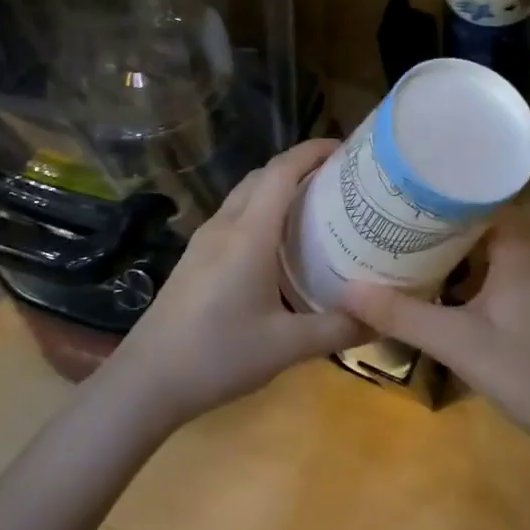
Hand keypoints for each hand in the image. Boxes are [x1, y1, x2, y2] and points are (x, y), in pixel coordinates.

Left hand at [114, 139, 366, 425]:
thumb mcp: (287, 347)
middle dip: (301, 166)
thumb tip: (382, 319)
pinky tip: (279, 244)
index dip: (313, 151)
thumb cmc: (218, 356)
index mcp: (248, 234)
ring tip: (316, 207)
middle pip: (263, 175)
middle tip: (340, 180)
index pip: (282, 171)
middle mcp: (225, 226)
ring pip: (245, 195)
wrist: (146, 381)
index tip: (347, 149)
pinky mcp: (195, 258)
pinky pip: (234, 216)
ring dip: (279, 188)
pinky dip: (262, 210)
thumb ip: (338, 329)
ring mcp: (204, 240)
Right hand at [340, 211, 529, 441]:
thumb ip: (401, 314)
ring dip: (449, 244)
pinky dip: (465, 266)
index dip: (436, 191)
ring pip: (485, 243)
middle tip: (389, 215)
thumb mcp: (455, 341)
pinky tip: (433, 278)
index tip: (397, 190)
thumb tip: (345, 291)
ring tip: (402, 239)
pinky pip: (494, 265)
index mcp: (520, 244)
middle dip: (435, 218)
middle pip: (477, 217)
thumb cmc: (523, 370)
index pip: (476, 195)